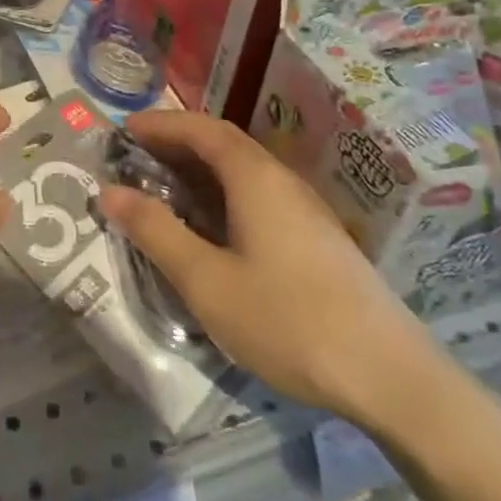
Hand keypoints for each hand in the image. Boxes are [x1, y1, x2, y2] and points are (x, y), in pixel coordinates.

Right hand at [99, 110, 447, 428]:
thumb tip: (110, 191)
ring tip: (164, 188)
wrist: (390, 377)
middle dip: (176, 142)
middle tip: (135, 158)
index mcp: (255, 178)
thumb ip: (156, 231)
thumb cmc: (288, 321)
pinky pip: (258, 194)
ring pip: (243, 170)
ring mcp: (305, 208)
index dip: (160, 124)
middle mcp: (281, 180)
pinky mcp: (316, 237)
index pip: (201, 129)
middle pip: (223, 143)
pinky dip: (222, 192)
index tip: (124, 130)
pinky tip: (212, 226)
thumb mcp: (206, 281)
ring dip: (200, 168)